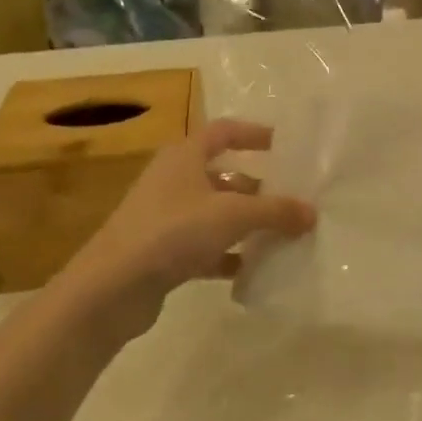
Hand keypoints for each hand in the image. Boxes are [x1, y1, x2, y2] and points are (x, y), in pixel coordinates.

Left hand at [56, 119, 314, 339]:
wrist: (110, 289)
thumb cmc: (173, 231)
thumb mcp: (233, 215)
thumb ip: (276, 211)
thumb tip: (312, 213)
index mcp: (185, 156)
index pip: (224, 131)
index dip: (254, 134)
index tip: (285, 146)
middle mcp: (173, 180)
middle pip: (223, 174)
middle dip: (257, 186)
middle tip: (290, 199)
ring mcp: (163, 217)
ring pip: (214, 212)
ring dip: (244, 222)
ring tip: (278, 235)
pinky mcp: (160, 252)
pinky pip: (203, 246)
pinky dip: (226, 254)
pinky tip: (249, 269)